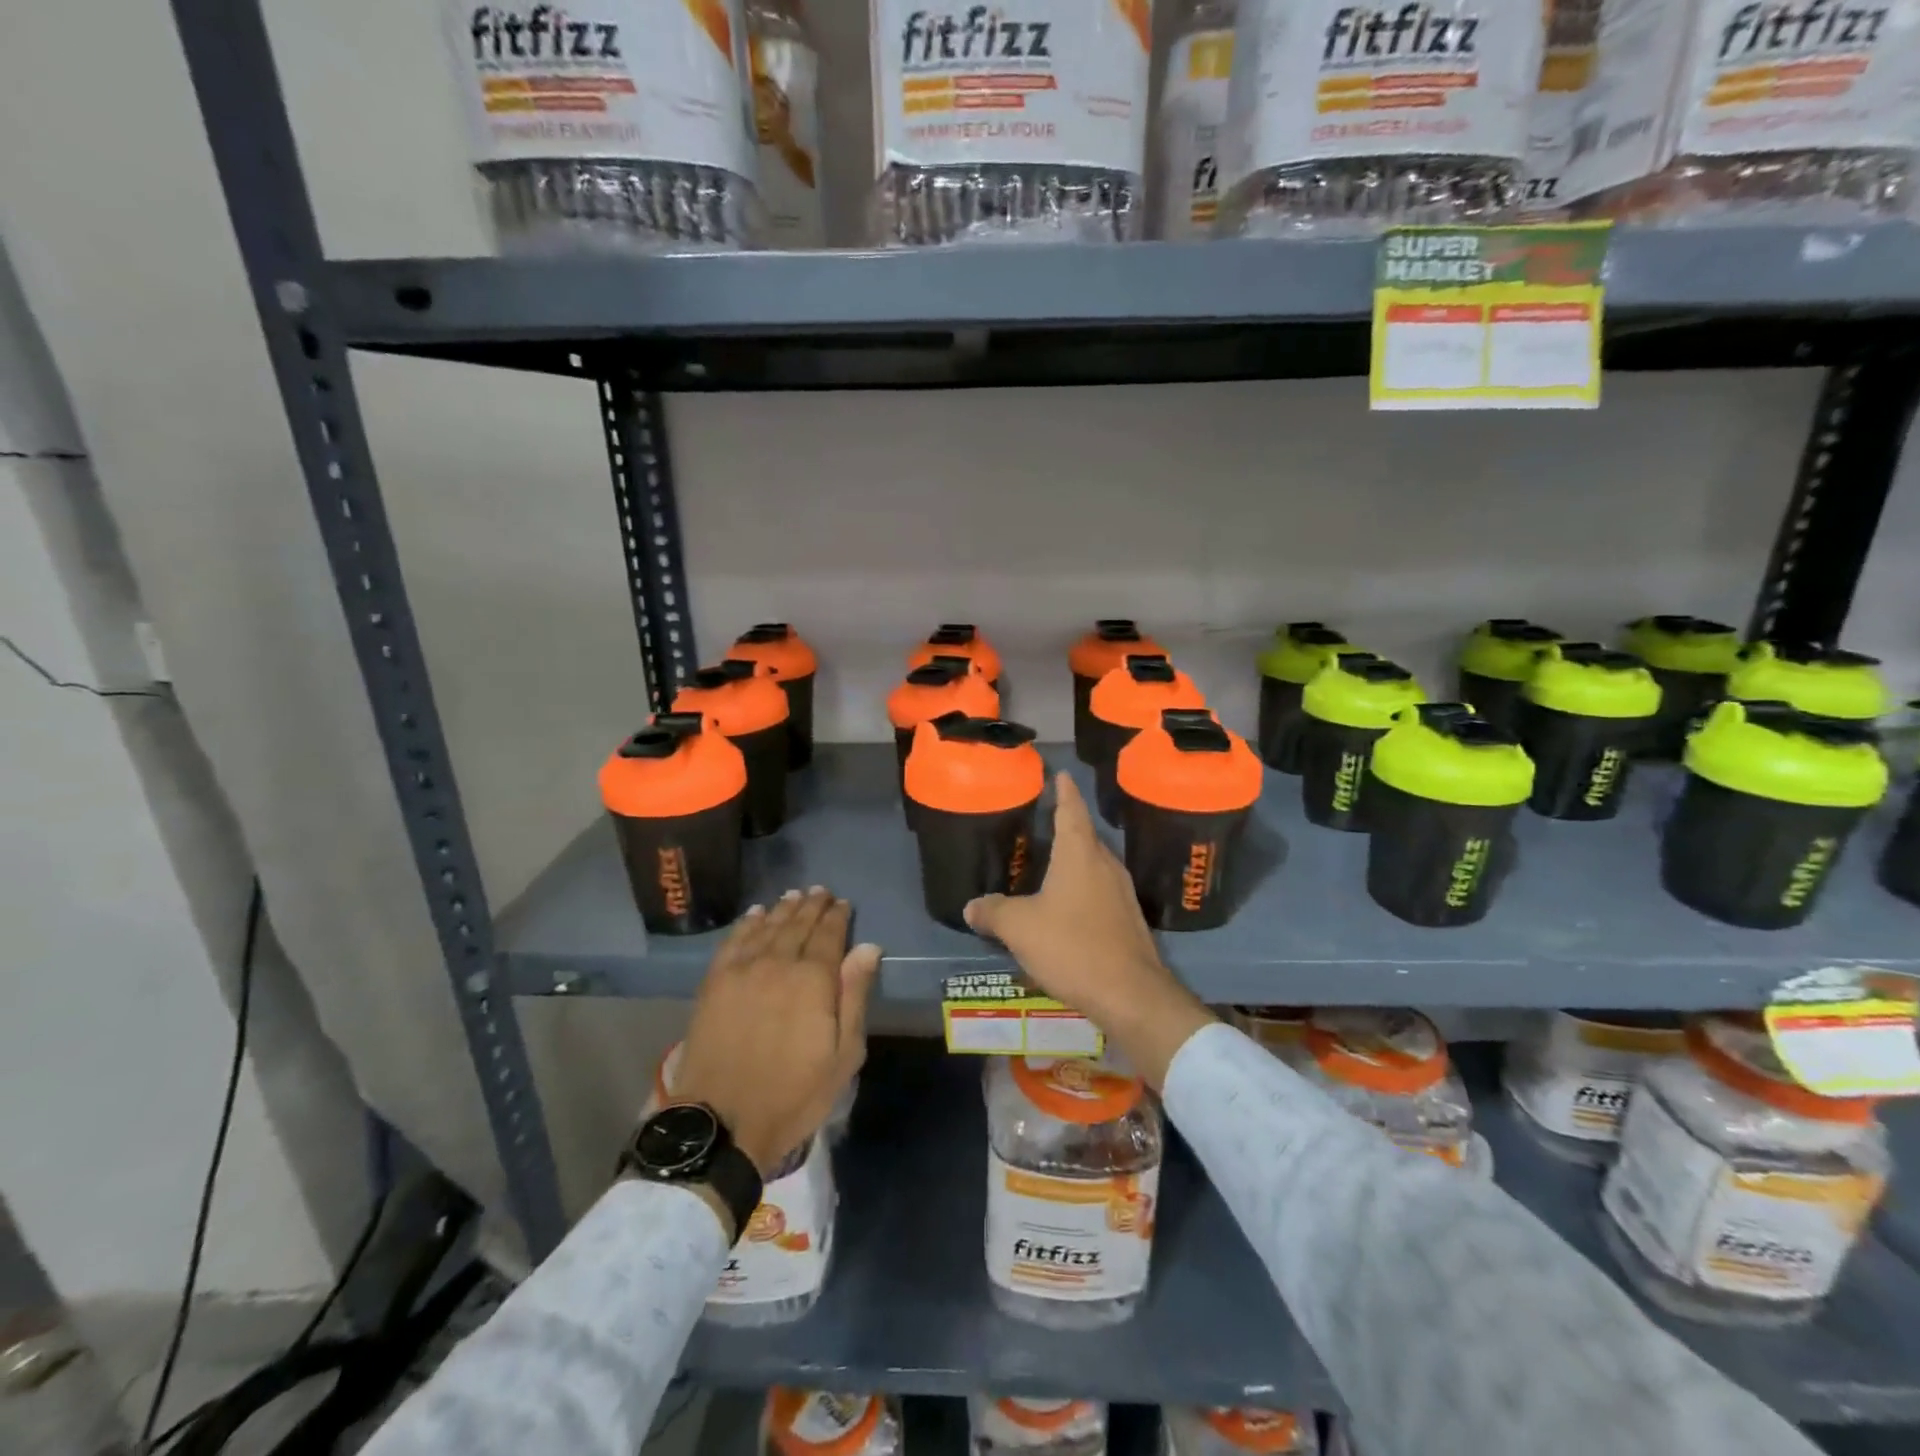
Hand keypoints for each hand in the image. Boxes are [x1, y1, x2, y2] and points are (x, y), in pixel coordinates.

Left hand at [673, 888, 880, 1175]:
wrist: (722, 1121)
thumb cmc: (794, 1094)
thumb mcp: (843, 1055)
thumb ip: (855, 996)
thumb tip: (868, 948)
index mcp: (814, 980)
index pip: (829, 935)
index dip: (838, 916)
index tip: (843, 903)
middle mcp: (778, 963)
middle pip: (798, 924)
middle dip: (812, 906)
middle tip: (820, 892)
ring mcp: (742, 970)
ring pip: (767, 927)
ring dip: (783, 909)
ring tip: (794, 895)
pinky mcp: (714, 982)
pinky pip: (734, 941)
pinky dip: (747, 923)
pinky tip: (755, 914)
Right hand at [964, 773, 1213, 1087]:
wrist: (1130, 994)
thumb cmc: (1072, 946)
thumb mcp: (1020, 928)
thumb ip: (993, 911)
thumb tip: (971, 905)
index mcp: (1080, 854)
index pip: (1071, 810)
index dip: (1063, 791)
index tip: (1060, 773)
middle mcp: (1105, 865)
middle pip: (1085, 836)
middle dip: (1066, 825)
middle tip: (1043, 821)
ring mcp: (1122, 893)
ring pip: (1094, 865)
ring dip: (1075, 860)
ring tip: (1051, 862)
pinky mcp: (1128, 919)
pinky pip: (1100, 890)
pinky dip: (1082, 888)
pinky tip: (1067, 906)